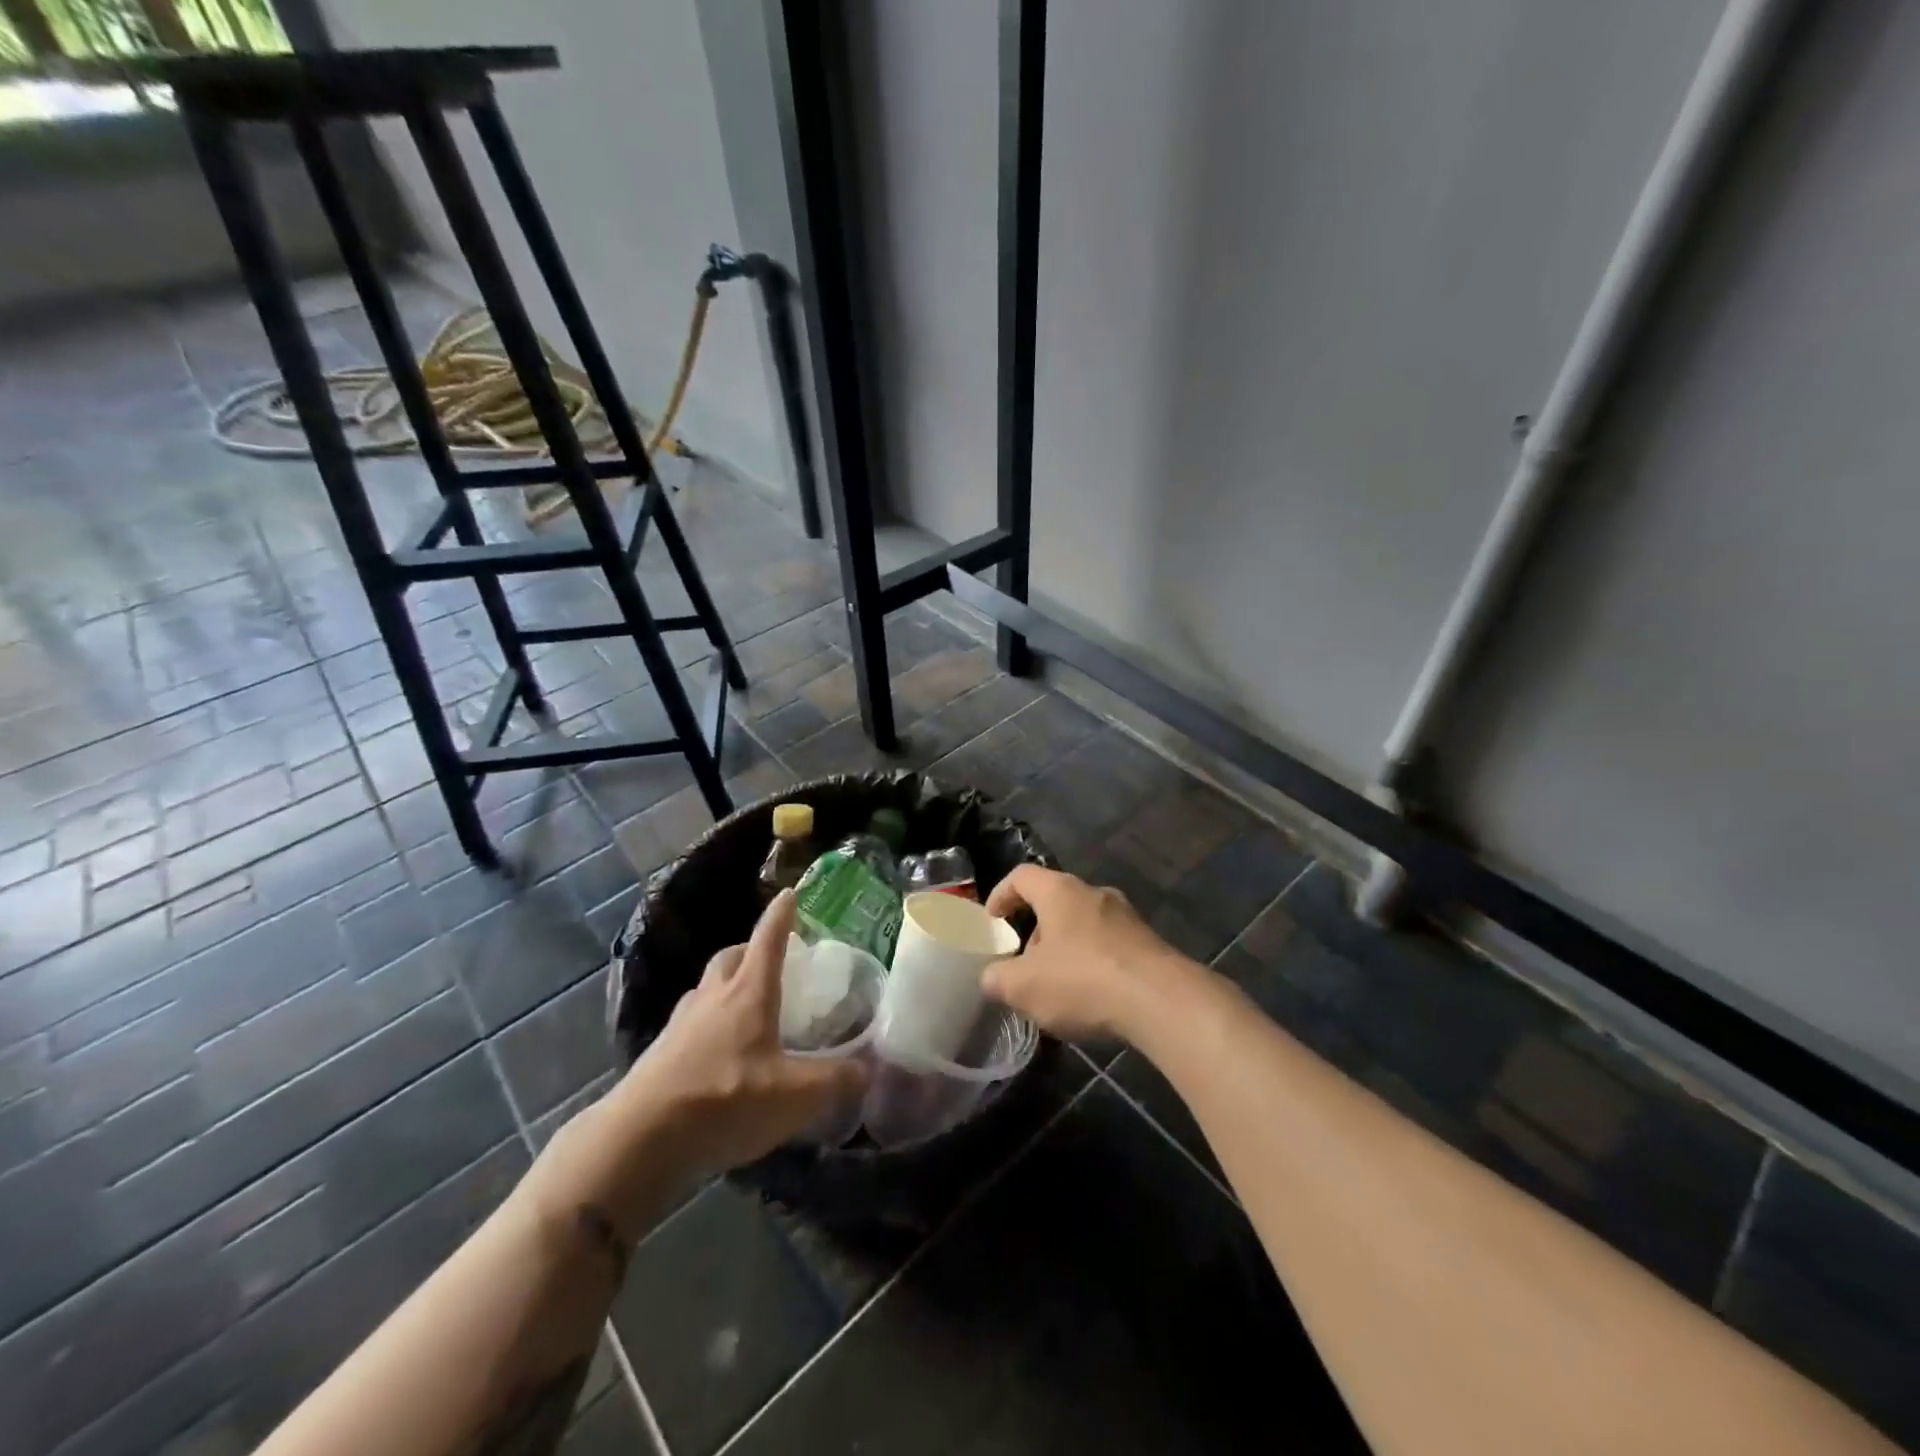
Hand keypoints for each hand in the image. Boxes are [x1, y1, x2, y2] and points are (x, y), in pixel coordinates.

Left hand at [608, 891, 866, 1179]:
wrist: (639, 1141)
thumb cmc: (724, 1101)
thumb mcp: (795, 1096)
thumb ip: (837, 1080)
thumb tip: (868, 1068)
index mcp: (748, 992)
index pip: (769, 939)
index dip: (781, 915)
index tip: (790, 893)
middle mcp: (713, 997)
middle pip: (731, 957)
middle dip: (751, 949)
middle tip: (771, 960)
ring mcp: (681, 1024)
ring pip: (707, 989)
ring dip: (727, 986)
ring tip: (747, 1007)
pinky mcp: (660, 1055)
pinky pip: (691, 1023)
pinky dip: (709, 1024)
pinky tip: (719, 1053)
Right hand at [982, 865, 1197, 1041]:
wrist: (1162, 1001)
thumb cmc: (1083, 981)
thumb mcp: (1023, 987)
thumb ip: (997, 979)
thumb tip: (992, 978)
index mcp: (1060, 891)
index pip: (1021, 876)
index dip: (1001, 894)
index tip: (992, 922)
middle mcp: (1095, 893)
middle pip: (1054, 901)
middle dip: (1035, 932)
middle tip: (1025, 965)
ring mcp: (1127, 917)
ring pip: (1084, 925)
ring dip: (1065, 950)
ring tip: (1058, 988)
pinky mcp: (1149, 943)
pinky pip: (1110, 946)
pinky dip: (1094, 964)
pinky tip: (1093, 999)